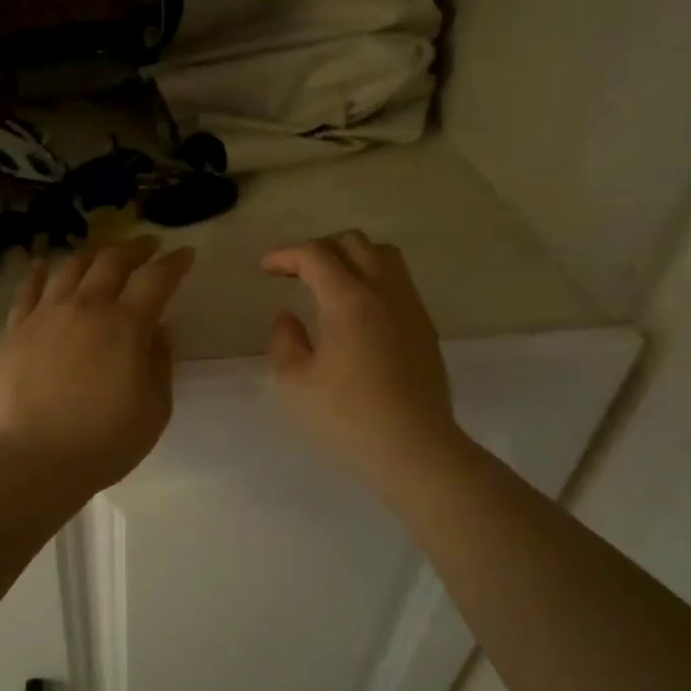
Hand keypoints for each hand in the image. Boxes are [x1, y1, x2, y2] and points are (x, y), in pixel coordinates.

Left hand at [0, 235, 195, 493]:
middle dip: (135, 247)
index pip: (157, 279)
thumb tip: (160, 330)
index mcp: (126, 325)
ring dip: (92, 254)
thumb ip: (160, 363)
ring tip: (101, 254)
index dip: (175, 263)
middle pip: (112, 260)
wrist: (33, 459)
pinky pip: (28, 289)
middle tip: (148, 246)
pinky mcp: (16, 330)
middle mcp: (86, 307)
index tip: (185, 254)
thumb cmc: (103, 441)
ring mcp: (46, 315)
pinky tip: (44, 266)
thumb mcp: (154, 409)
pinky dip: (40, 272)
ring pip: (70, 266)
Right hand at [263, 232, 463, 497]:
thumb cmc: (348, 418)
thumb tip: (287, 318)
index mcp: (348, 300)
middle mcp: (384, 292)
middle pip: (354, 243)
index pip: (315, 255)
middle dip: (319, 248)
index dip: (286, 255)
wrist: (415, 448)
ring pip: (384, 256)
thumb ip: (284, 342)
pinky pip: (398, 282)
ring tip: (329, 282)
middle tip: (295, 272)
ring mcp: (410, 308)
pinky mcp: (425, 328)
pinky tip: (357, 310)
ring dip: (352, 257)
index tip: (266, 269)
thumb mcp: (295, 384)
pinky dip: (373, 278)